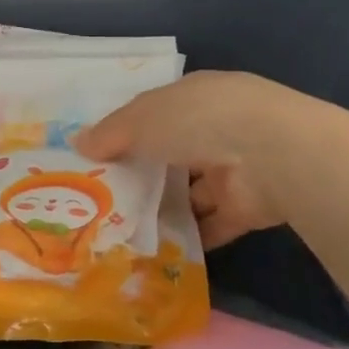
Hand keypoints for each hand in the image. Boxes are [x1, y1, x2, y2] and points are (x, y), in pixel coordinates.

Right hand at [75, 71, 294, 248]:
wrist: (270, 156)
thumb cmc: (199, 120)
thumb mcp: (141, 119)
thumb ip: (110, 133)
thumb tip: (78, 144)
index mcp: (196, 97)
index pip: (157, 112)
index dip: (128, 130)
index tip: (98, 155)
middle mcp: (217, 129)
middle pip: (172, 153)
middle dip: (143, 173)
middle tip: (102, 198)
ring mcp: (235, 169)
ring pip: (191, 192)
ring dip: (163, 208)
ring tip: (120, 229)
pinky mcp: (246, 208)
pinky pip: (211, 225)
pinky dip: (188, 238)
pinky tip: (153, 251)